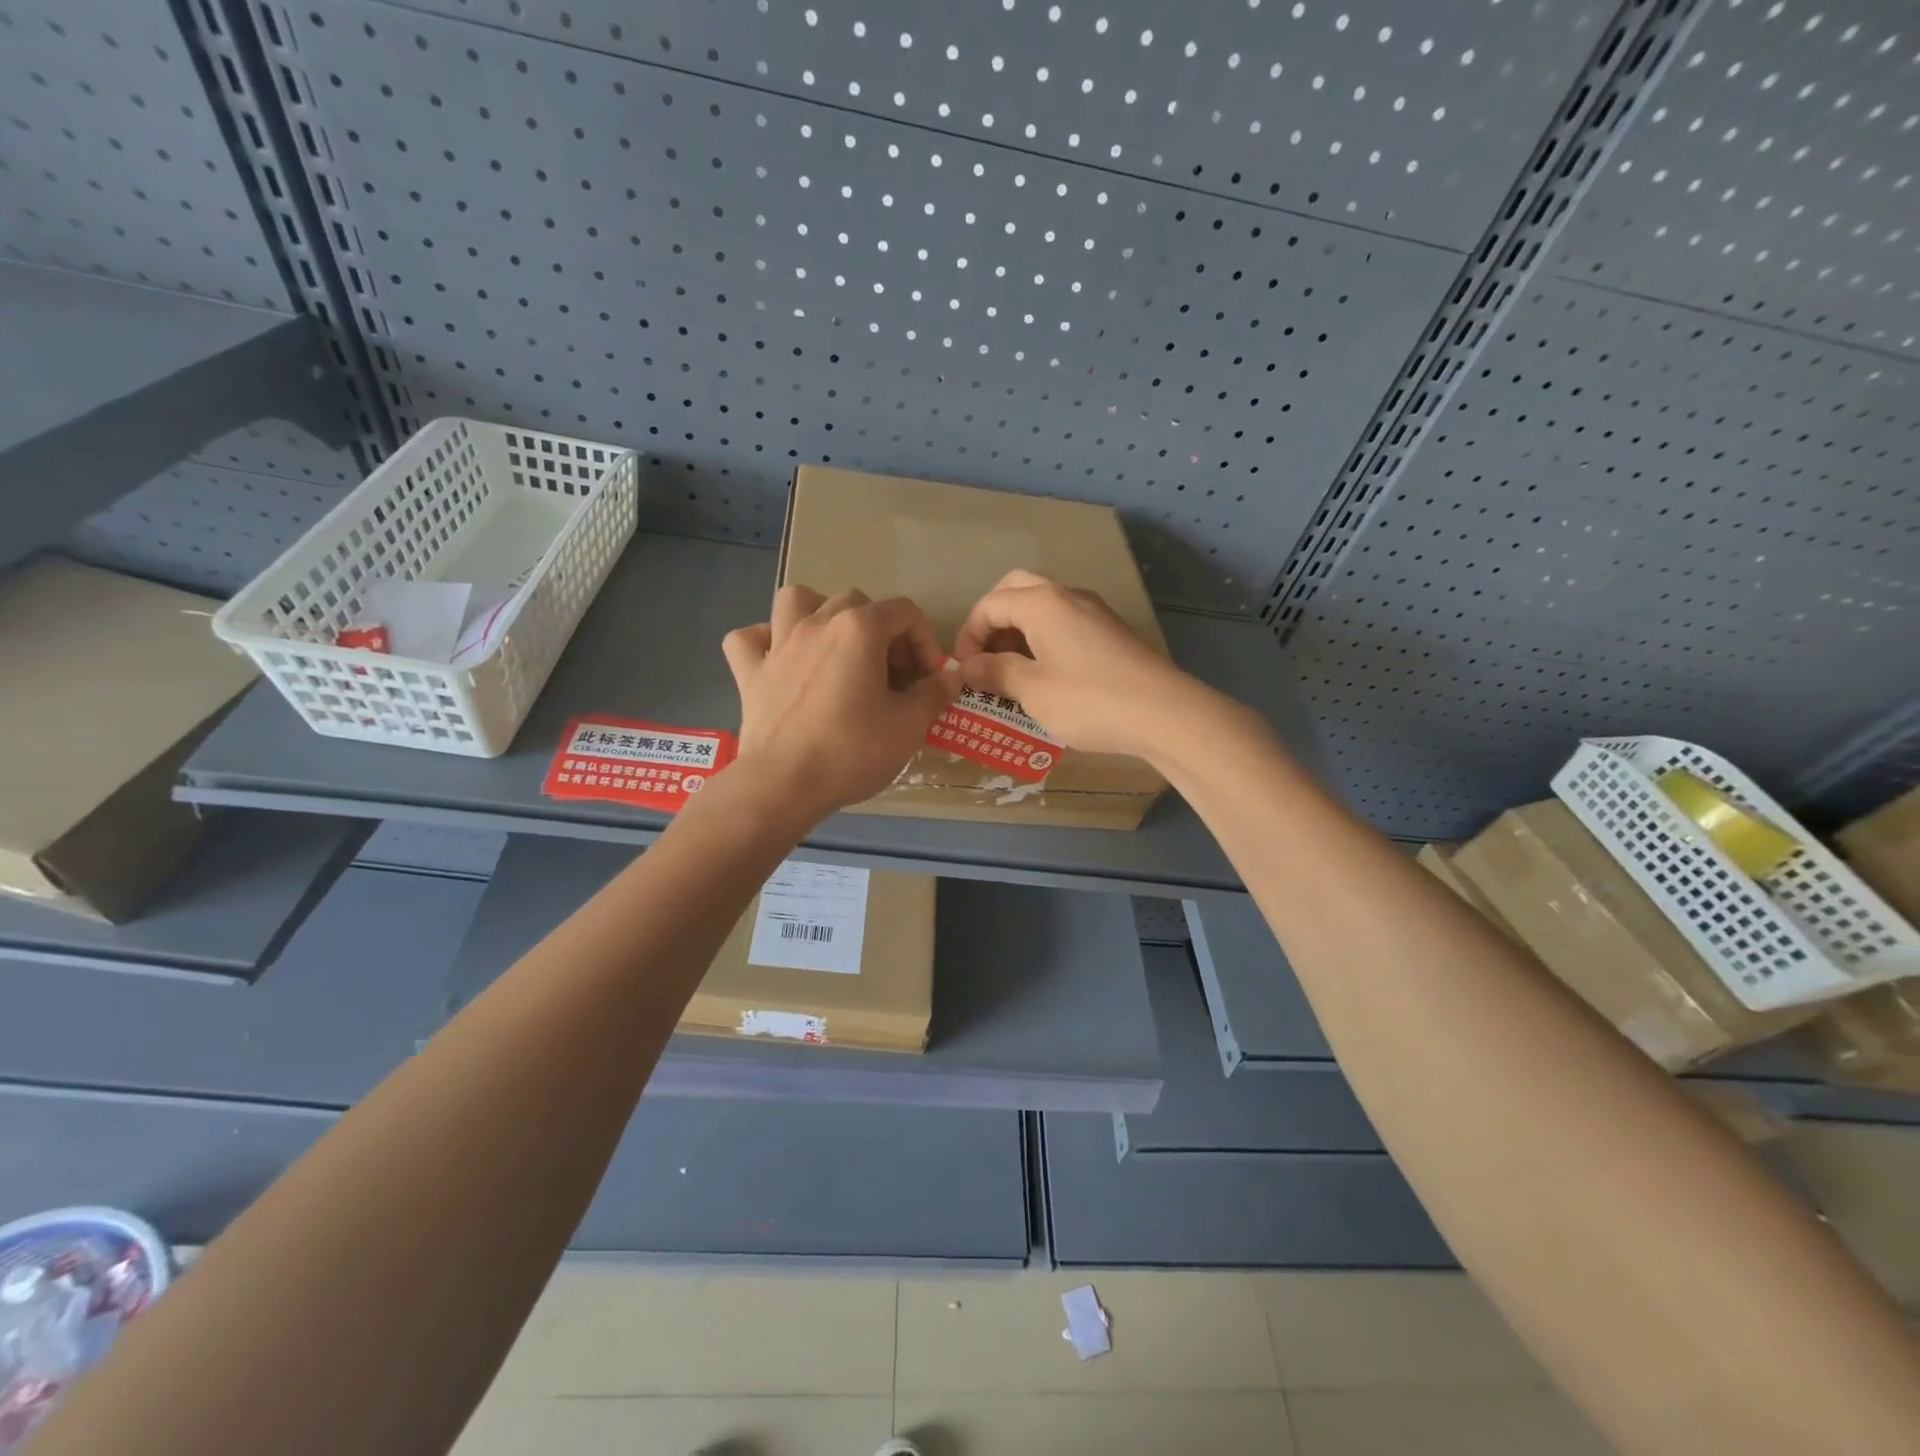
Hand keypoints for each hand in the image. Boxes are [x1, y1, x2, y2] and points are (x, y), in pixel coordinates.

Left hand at [721, 586, 960, 822]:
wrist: (784, 784)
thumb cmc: (852, 751)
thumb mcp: (909, 726)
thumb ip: (934, 693)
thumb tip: (951, 676)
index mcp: (859, 629)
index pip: (904, 612)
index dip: (924, 641)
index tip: (929, 678)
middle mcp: (817, 623)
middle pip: (857, 603)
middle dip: (882, 631)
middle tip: (891, 673)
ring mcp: (778, 644)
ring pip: (797, 600)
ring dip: (820, 613)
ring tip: (834, 646)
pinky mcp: (749, 672)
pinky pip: (749, 639)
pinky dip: (765, 642)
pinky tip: (780, 659)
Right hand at [953, 570, 1208, 760]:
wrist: (1164, 713)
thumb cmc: (1089, 700)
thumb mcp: (1032, 691)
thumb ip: (994, 673)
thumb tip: (966, 666)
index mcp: (1042, 603)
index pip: (990, 604)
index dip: (968, 636)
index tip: (963, 671)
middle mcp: (1067, 595)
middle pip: (1016, 591)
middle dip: (992, 622)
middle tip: (984, 659)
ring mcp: (1093, 611)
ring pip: (1043, 606)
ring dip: (1018, 631)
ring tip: (1011, 673)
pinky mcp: (1111, 631)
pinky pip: (1065, 623)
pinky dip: (1044, 640)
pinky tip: (1046, 676)